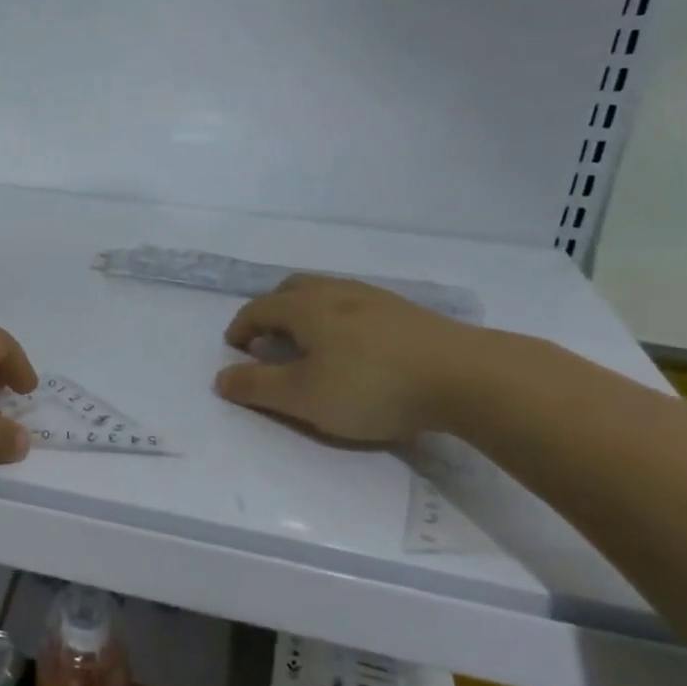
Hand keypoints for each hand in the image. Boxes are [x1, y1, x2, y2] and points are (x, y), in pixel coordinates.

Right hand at [215, 276, 480, 443]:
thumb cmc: (371, 386)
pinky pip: (357, 306)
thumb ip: (257, 387)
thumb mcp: (303, 396)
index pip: (259, 308)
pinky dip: (339, 319)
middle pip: (292, 289)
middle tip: (269, 339)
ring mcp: (375, 299)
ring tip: (311, 343)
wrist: (466, 377)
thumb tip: (220, 377)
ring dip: (307, 312)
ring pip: (327, 294)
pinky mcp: (407, 313)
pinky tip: (357, 347)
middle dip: (272, 310)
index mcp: (305, 307)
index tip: (236, 349)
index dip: (241, 327)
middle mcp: (336, 292)